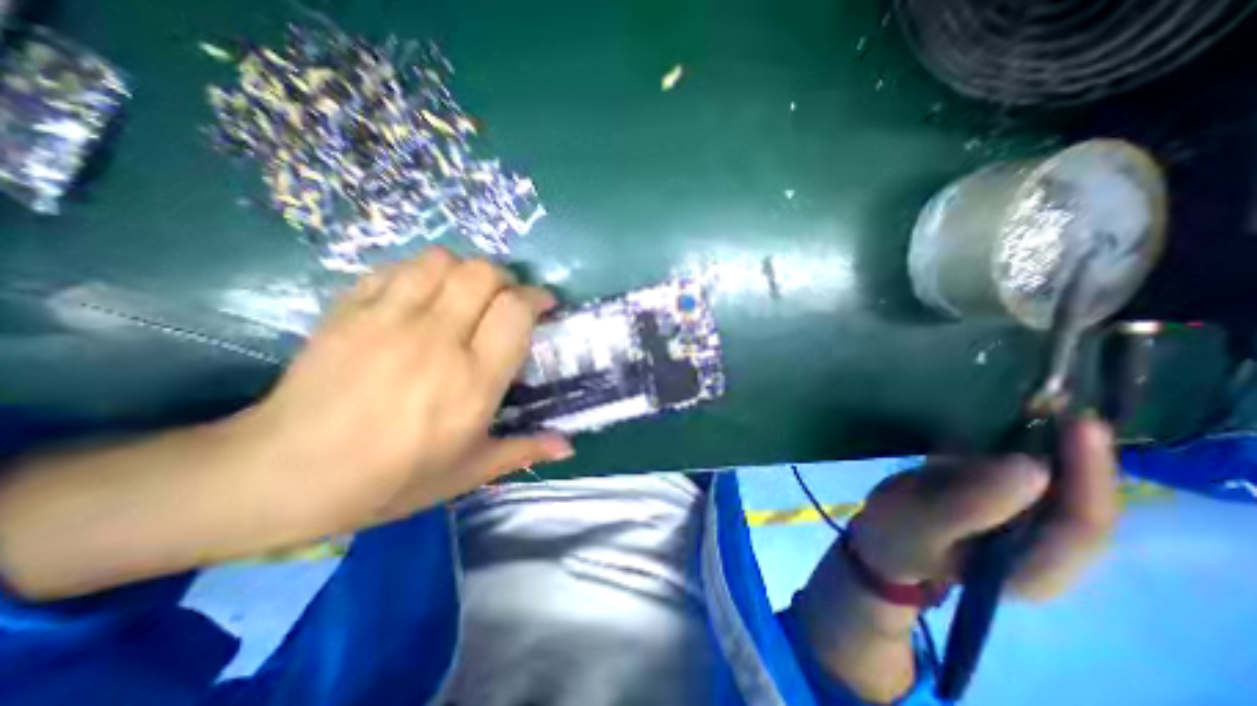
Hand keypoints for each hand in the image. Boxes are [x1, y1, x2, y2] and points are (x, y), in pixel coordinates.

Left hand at [234, 249, 571, 529]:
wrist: (284, 476)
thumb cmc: (391, 479)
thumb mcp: (468, 472)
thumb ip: (524, 449)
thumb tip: (569, 446)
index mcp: (474, 380)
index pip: (516, 310)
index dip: (536, 298)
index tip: (544, 305)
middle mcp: (437, 339)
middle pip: (483, 273)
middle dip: (505, 279)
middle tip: (506, 300)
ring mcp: (388, 319)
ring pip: (441, 261)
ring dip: (464, 271)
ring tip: (466, 295)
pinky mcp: (349, 310)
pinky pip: (397, 269)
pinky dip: (421, 273)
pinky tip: (422, 297)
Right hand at [850, 418, 1112, 603]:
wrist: (878, 541)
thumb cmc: (896, 538)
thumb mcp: (924, 523)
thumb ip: (972, 504)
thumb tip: (1030, 466)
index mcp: (1034, 568)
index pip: (1082, 525)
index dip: (1087, 475)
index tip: (1079, 424)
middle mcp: (1043, 547)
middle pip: (1078, 500)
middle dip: (1074, 454)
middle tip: (1061, 406)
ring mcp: (1022, 522)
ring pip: (1053, 481)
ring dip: (1047, 443)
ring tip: (1040, 405)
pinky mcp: (999, 501)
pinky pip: (1019, 470)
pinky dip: (1014, 442)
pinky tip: (1005, 420)